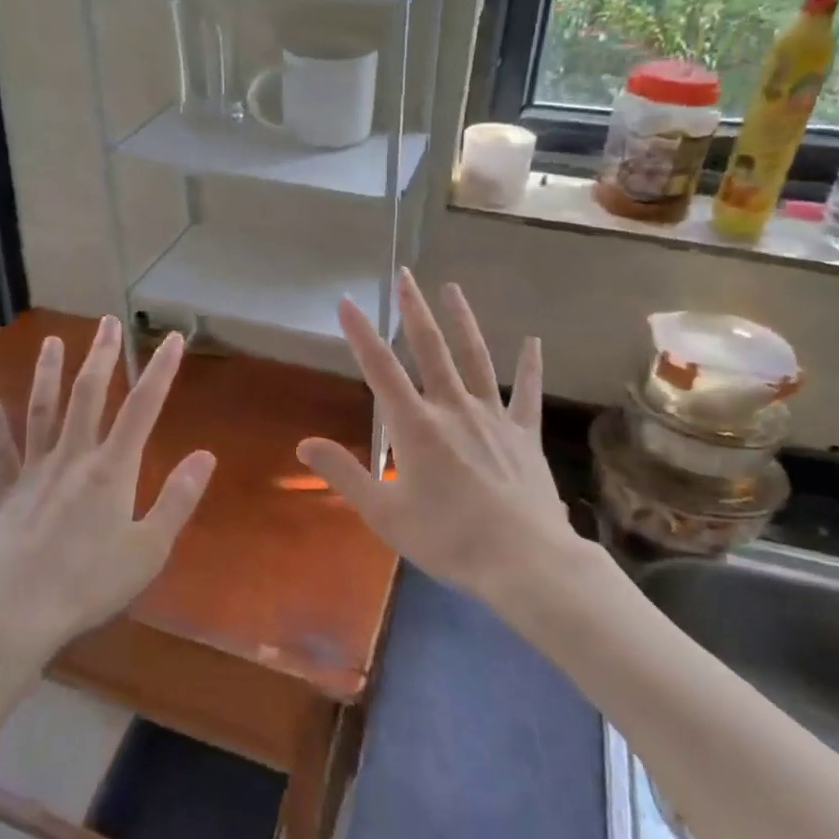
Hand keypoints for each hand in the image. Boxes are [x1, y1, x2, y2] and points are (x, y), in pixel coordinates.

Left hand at [0, 317, 215, 662]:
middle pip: (89, 396)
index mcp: (112, 470)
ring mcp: (34, 473)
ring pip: (43, 412)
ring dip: (49, 374)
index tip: (173, 339)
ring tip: (52, 341)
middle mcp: (73, 458)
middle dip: (102, 356)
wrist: (11, 615)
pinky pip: (0, 452)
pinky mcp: (5, 495)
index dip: (160, 371)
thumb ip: (177, 500)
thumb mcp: (148, 550)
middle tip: (107, 321)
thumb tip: (205, 455)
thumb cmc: (87, 585)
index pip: (143, 408)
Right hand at [297, 271, 581, 607]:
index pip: (381, 370)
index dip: (361, 334)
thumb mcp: (385, 514)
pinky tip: (533, 342)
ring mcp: (493, 418)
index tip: (348, 301)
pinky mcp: (524, 435)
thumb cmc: (448, 540)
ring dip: (462, 322)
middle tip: (405, 275)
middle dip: (414, 311)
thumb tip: (304, 444)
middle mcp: (453, 409)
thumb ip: (344, 474)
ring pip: (476, 359)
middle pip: (431, 350)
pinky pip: (527, 394)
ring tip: (452, 288)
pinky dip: (530, 367)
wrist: (525, 563)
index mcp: (416, 427)